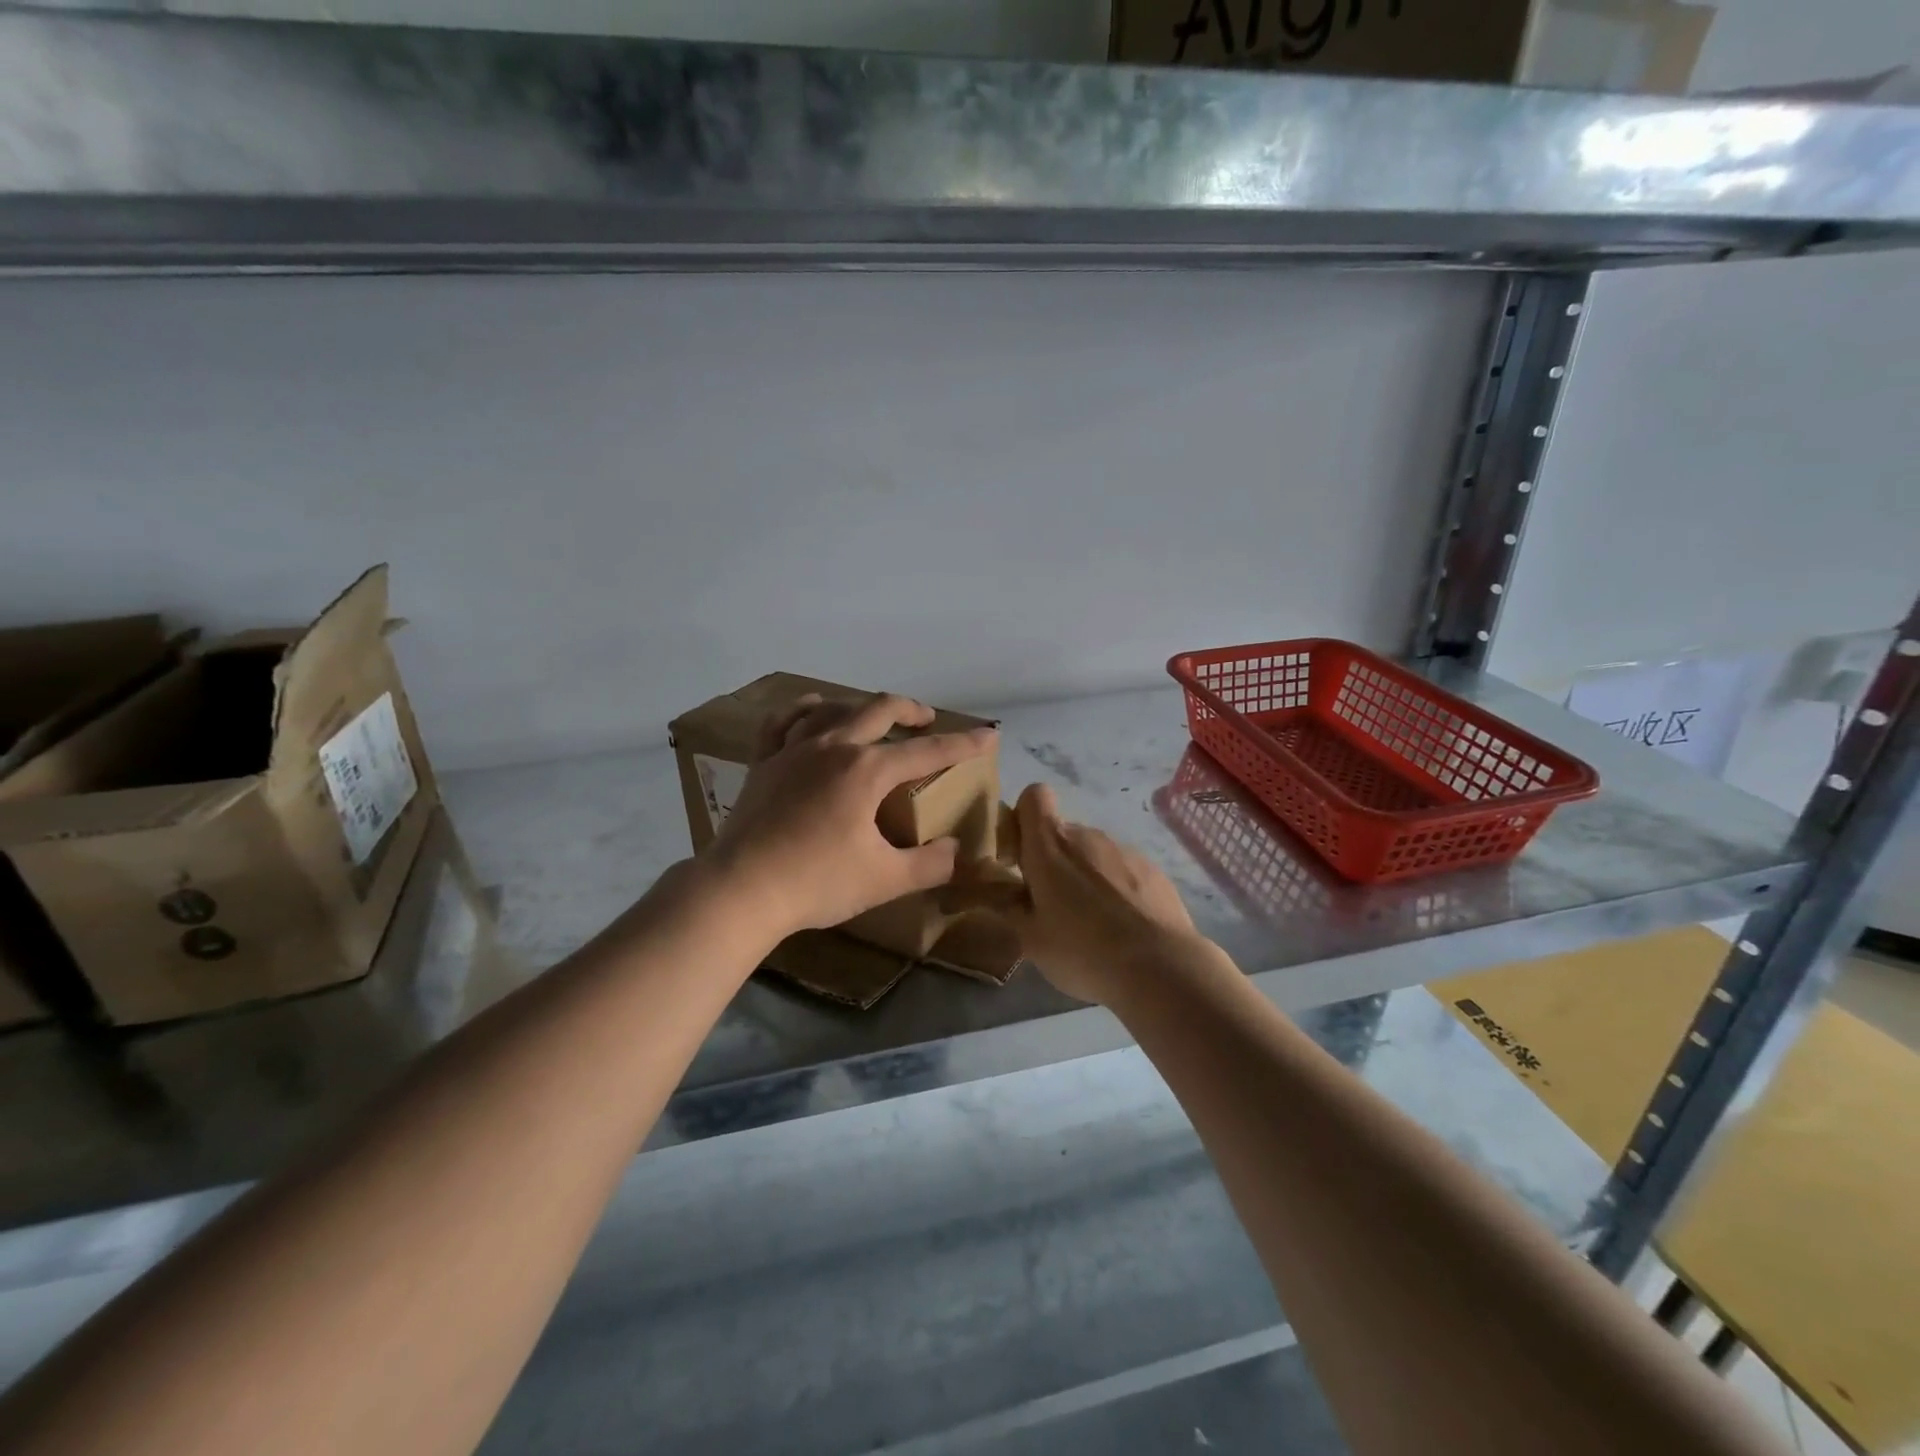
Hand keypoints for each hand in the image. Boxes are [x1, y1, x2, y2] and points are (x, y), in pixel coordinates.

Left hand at [705, 692, 997, 940]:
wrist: (741, 890)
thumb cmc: (817, 882)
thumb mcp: (885, 879)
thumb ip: (930, 864)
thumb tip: (955, 850)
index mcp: (867, 770)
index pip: (927, 751)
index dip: (963, 744)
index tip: (988, 736)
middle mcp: (833, 746)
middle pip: (879, 710)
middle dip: (910, 710)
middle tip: (926, 719)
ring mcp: (793, 750)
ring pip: (833, 709)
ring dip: (861, 707)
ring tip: (875, 716)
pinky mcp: (764, 763)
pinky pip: (783, 722)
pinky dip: (803, 709)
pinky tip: (811, 709)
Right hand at [996, 783, 1199, 1005]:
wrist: (1160, 967)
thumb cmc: (1082, 950)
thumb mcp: (1030, 939)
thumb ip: (1008, 906)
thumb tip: (994, 889)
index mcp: (1050, 846)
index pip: (1034, 796)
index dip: (1023, 818)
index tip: (1020, 855)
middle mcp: (1087, 836)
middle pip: (1062, 833)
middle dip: (1053, 861)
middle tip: (1052, 907)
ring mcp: (1124, 850)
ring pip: (1094, 854)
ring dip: (1086, 877)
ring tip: (1092, 925)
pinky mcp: (1153, 870)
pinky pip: (1123, 871)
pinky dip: (1117, 889)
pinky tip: (1124, 928)